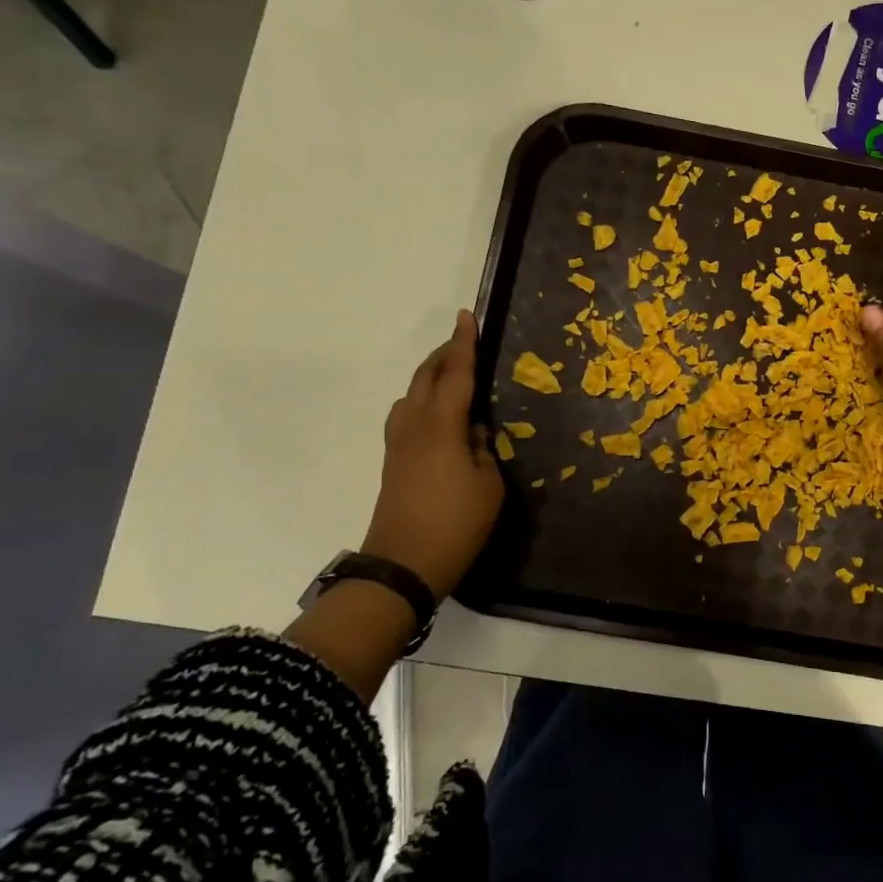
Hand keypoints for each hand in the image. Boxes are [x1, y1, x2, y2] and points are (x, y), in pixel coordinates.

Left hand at [361, 310, 503, 595]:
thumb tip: (474, 430)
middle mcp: (415, 425)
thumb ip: (483, 448)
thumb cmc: (456, 524)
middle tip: (463, 342)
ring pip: (411, 395)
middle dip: (443, 355)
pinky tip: (438, 415)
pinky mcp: (393, 461)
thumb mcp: (489, 485)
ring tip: (451, 377)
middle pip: (425, 377)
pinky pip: (407, 414)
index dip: (464, 344)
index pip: (456, 374)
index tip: (466, 316)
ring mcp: (398, 443)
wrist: (403, 565)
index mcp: (442, 426)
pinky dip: (423, 400)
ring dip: (430, 377)